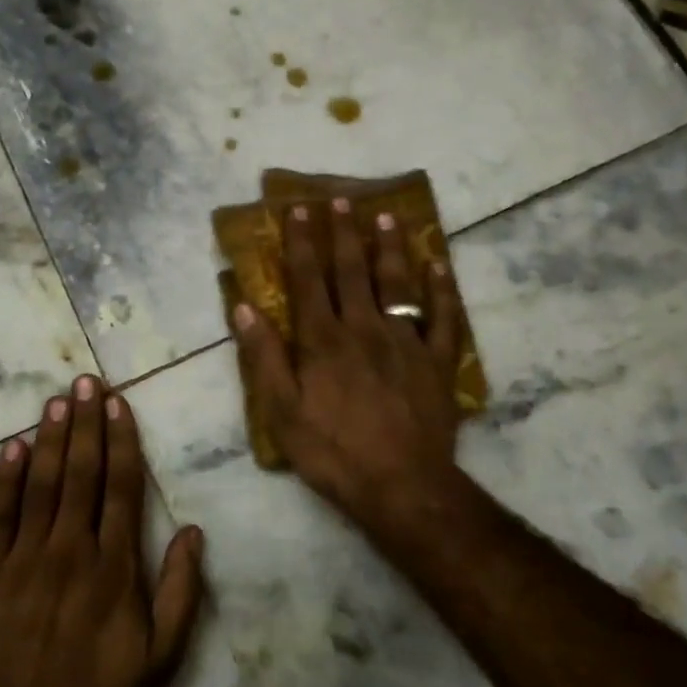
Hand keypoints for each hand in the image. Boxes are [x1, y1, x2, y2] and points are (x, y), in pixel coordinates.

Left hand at [0, 377, 205, 686]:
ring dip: (51, 437)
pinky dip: (6, 478)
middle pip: (81, 472)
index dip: (121, 440)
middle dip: (86, 422)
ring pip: (42, 483)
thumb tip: (195, 532)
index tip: (119, 404)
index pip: (121, 486)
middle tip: (87, 381)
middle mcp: (71, 549)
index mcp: (114, 565)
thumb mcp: (160, 658)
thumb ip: (181, 592)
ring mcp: (25, 558)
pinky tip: (13, 446)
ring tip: (58, 399)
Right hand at [233, 199, 467, 543]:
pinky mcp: (437, 362)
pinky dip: (441, 289)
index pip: (308, 279)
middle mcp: (364, 328)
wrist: (402, 487)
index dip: (302, 243)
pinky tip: (438, 265)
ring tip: (386, 216)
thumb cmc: (333, 452)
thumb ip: (264, 357)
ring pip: (397, 284)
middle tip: (341, 199)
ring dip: (389, 248)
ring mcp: (405, 342)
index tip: (298, 210)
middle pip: (352, 271)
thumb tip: (244, 307)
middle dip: (344, 233)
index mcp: (323, 340)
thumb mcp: (282, 412)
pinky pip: (442, 317)